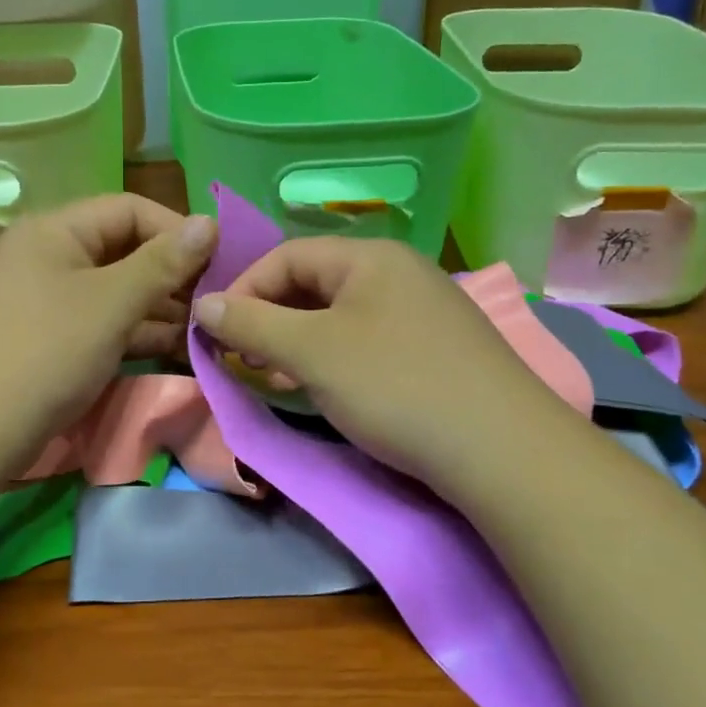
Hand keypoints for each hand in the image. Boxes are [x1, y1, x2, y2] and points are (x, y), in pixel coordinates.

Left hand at [0, 194, 216, 456]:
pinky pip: (101, 321)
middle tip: (216, 300)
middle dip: (171, 273)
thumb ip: (163, 262)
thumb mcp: (112, 303)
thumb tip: (208, 221)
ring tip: (206, 328)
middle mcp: (47, 255)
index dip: (176, 230)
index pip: (128, 209)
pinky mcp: (49, 338)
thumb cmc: (46, 352)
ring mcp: (46, 299)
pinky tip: (176, 348)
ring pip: (115, 290)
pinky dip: (136, 331)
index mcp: (54, 230)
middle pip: (122, 249)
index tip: (220, 260)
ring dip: (160, 306)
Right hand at [192, 237, 551, 493]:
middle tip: (247, 361)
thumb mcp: (312, 352)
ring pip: (340, 316)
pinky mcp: (437, 349)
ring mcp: (424, 311)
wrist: (501, 450)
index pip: (286, 256)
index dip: (244, 290)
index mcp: (370, 257)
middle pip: (314, 284)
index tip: (216, 334)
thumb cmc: (395, 385)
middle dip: (271, 320)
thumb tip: (203, 303)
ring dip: (299, 343)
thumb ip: (252, 324)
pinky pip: (369, 340)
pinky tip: (329, 390)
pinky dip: (335, 359)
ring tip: (280, 379)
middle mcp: (399, 272)